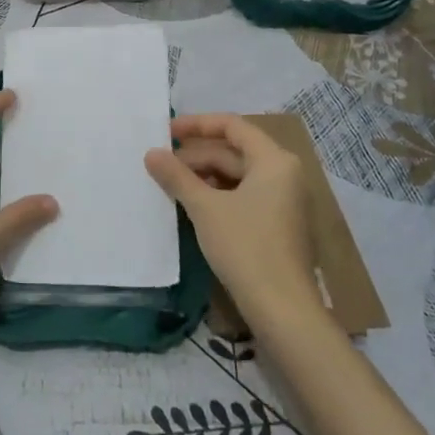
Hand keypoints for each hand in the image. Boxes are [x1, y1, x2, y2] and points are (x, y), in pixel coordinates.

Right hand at [145, 114, 319, 328]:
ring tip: (170, 183)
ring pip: (237, 175)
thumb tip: (151, 153)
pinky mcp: (277, 224)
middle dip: (196, 156)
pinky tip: (191, 204)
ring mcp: (283, 200)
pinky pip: (244, 195)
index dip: (197, 124)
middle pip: (234, 151)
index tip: (166, 131)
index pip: (232, 125)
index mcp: (274, 160)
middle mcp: (284, 174)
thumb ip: (177, 176)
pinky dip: (217, 194)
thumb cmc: (246, 247)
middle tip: (161, 163)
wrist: (283, 309)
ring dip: (204, 176)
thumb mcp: (205, 208)